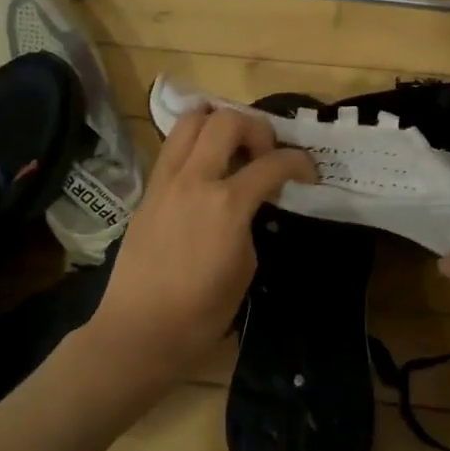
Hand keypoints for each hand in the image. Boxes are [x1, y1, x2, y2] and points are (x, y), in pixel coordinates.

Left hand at [88, 104, 315, 388]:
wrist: (140, 330)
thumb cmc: (202, 311)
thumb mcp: (246, 267)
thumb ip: (250, 223)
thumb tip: (248, 206)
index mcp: (227, 204)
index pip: (273, 163)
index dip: (300, 163)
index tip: (309, 173)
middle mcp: (195, 180)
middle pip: (227, 120)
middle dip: (256, 128)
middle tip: (264, 156)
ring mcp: (166, 182)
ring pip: (190, 121)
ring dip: (218, 123)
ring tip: (232, 148)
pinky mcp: (148, 192)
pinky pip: (172, 148)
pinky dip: (194, 144)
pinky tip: (206, 170)